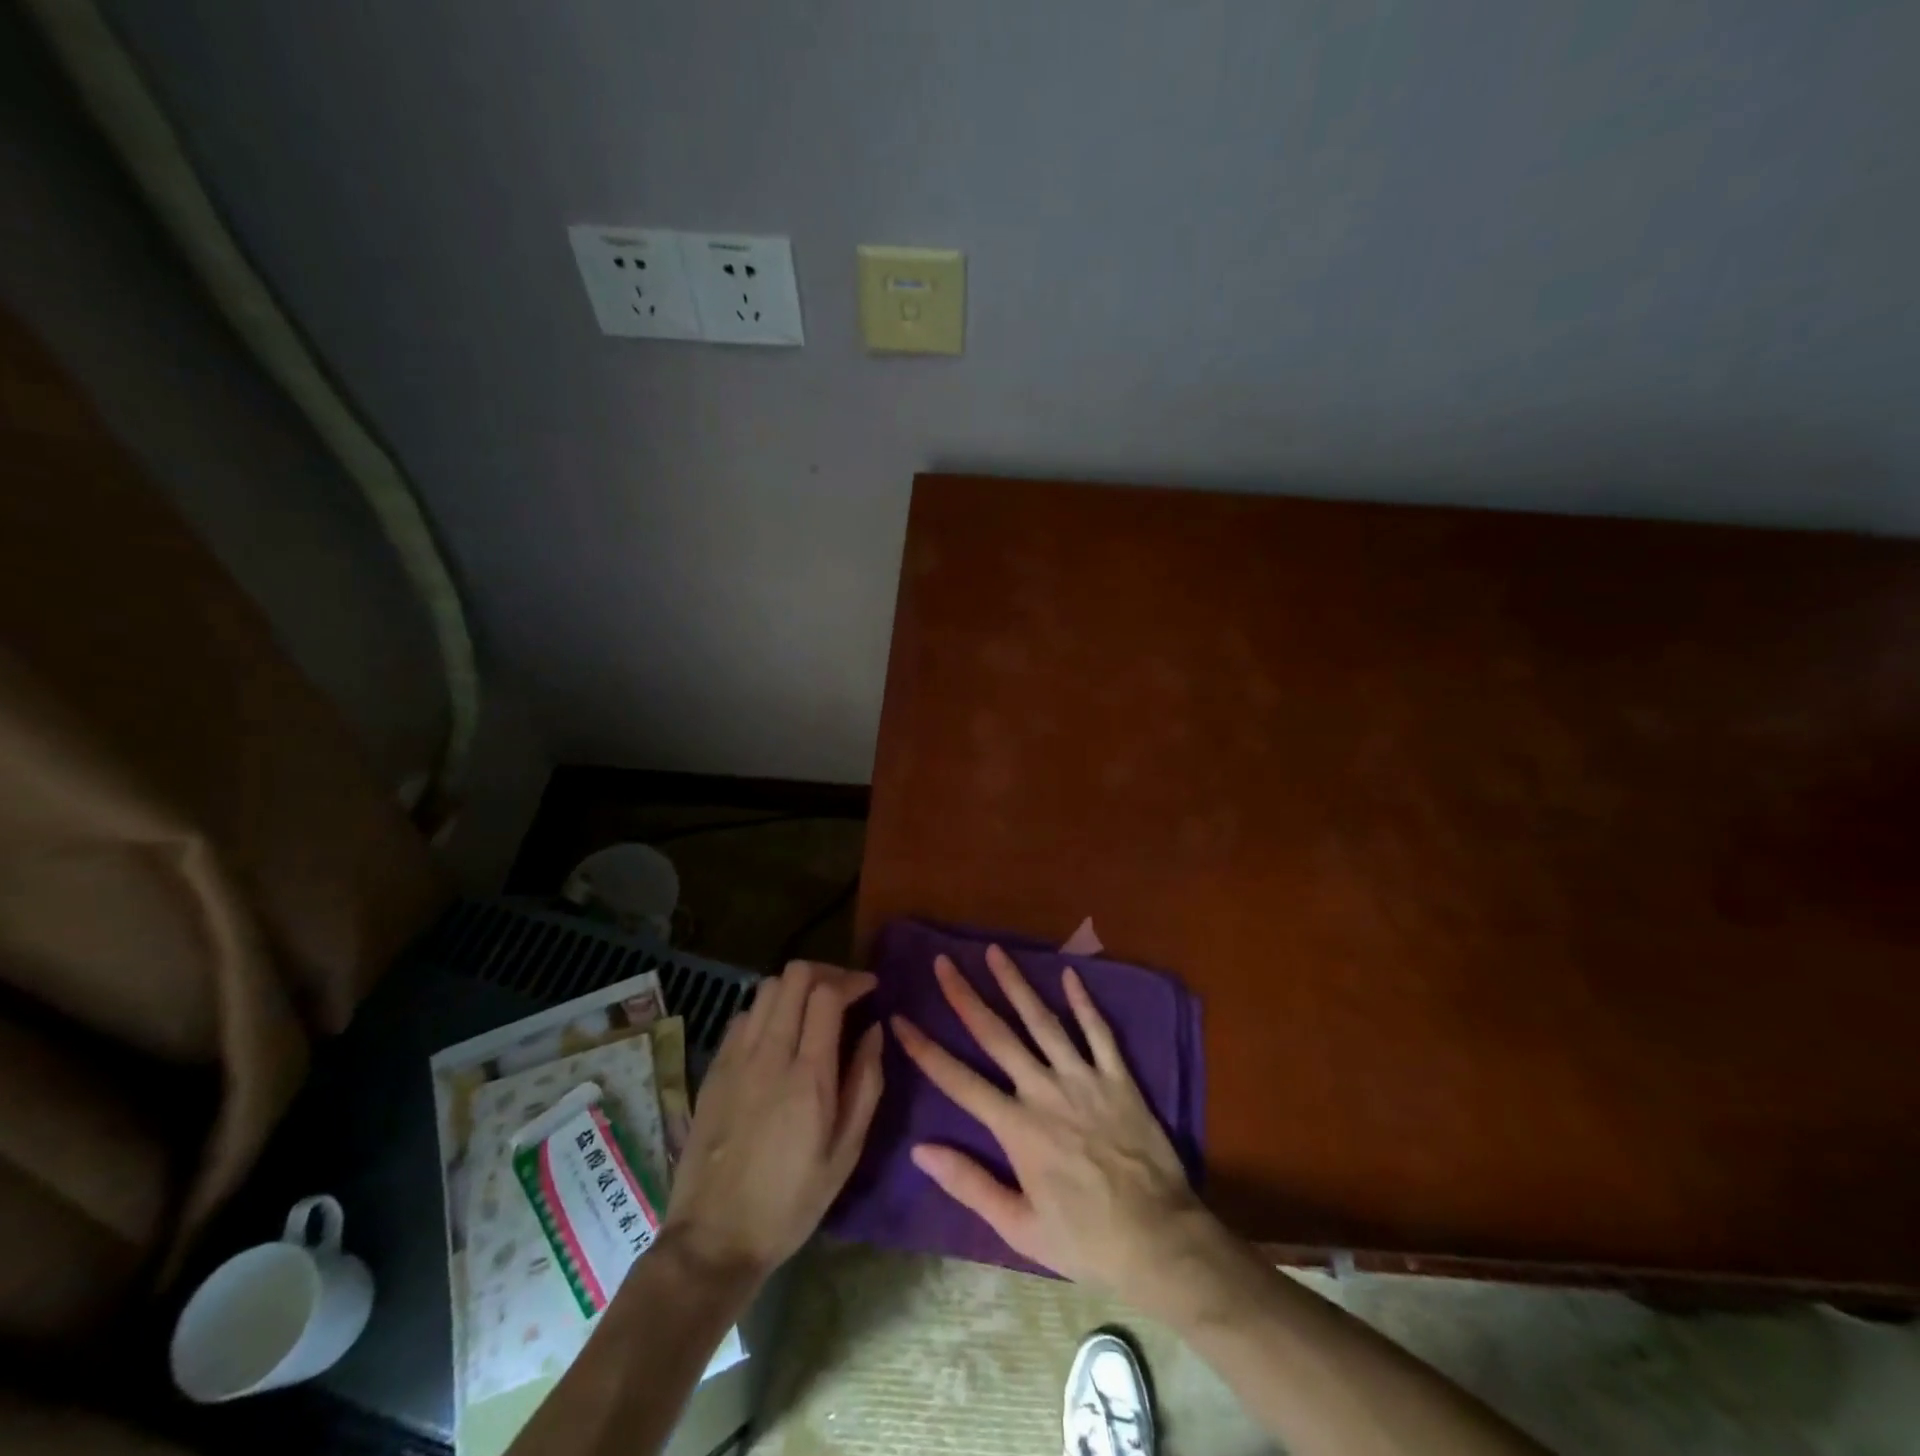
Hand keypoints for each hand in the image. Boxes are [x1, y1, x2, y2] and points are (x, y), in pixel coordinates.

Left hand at [663, 961, 883, 1279]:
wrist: (714, 1239)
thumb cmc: (791, 1202)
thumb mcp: (846, 1152)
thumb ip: (866, 1083)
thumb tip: (875, 1031)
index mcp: (807, 1075)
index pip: (827, 994)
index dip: (852, 980)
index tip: (871, 988)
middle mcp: (768, 1054)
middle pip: (794, 976)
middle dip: (826, 973)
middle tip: (845, 993)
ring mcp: (735, 1058)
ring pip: (766, 988)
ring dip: (796, 987)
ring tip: (814, 1010)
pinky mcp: (714, 1069)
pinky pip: (744, 1014)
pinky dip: (768, 1009)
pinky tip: (779, 1035)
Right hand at [891, 946, 1206, 1301]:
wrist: (1160, 1240)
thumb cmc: (1084, 1240)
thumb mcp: (1019, 1228)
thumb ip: (969, 1184)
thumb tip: (919, 1150)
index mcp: (1016, 1128)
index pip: (959, 1080)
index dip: (926, 1049)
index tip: (900, 1019)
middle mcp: (1044, 1091)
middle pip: (997, 1035)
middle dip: (966, 996)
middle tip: (944, 962)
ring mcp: (1083, 1078)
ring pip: (1043, 1021)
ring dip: (1016, 984)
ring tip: (995, 951)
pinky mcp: (1118, 1077)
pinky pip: (1099, 1032)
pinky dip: (1084, 1001)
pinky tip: (1070, 973)